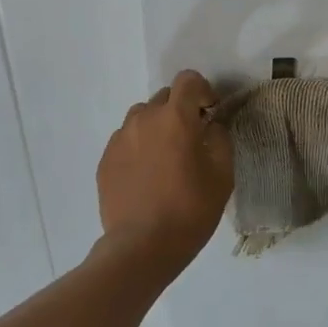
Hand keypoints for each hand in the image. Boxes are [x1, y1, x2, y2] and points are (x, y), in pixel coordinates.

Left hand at [97, 70, 233, 264]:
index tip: (211, 112)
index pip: (188, 80)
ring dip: (158, 127)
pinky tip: (147, 176)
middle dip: (181, 110)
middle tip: (192, 139)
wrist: (142, 246)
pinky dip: (139, 147)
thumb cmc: (191, 209)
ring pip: (142, 118)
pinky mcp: (105, 160)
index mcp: (175, 118)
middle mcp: (144, 119)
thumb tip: (211, 126)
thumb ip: (220, 139)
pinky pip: (126, 140)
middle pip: (164, 97)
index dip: (203, 90)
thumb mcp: (222, 174)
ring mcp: (120, 139)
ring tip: (166, 157)